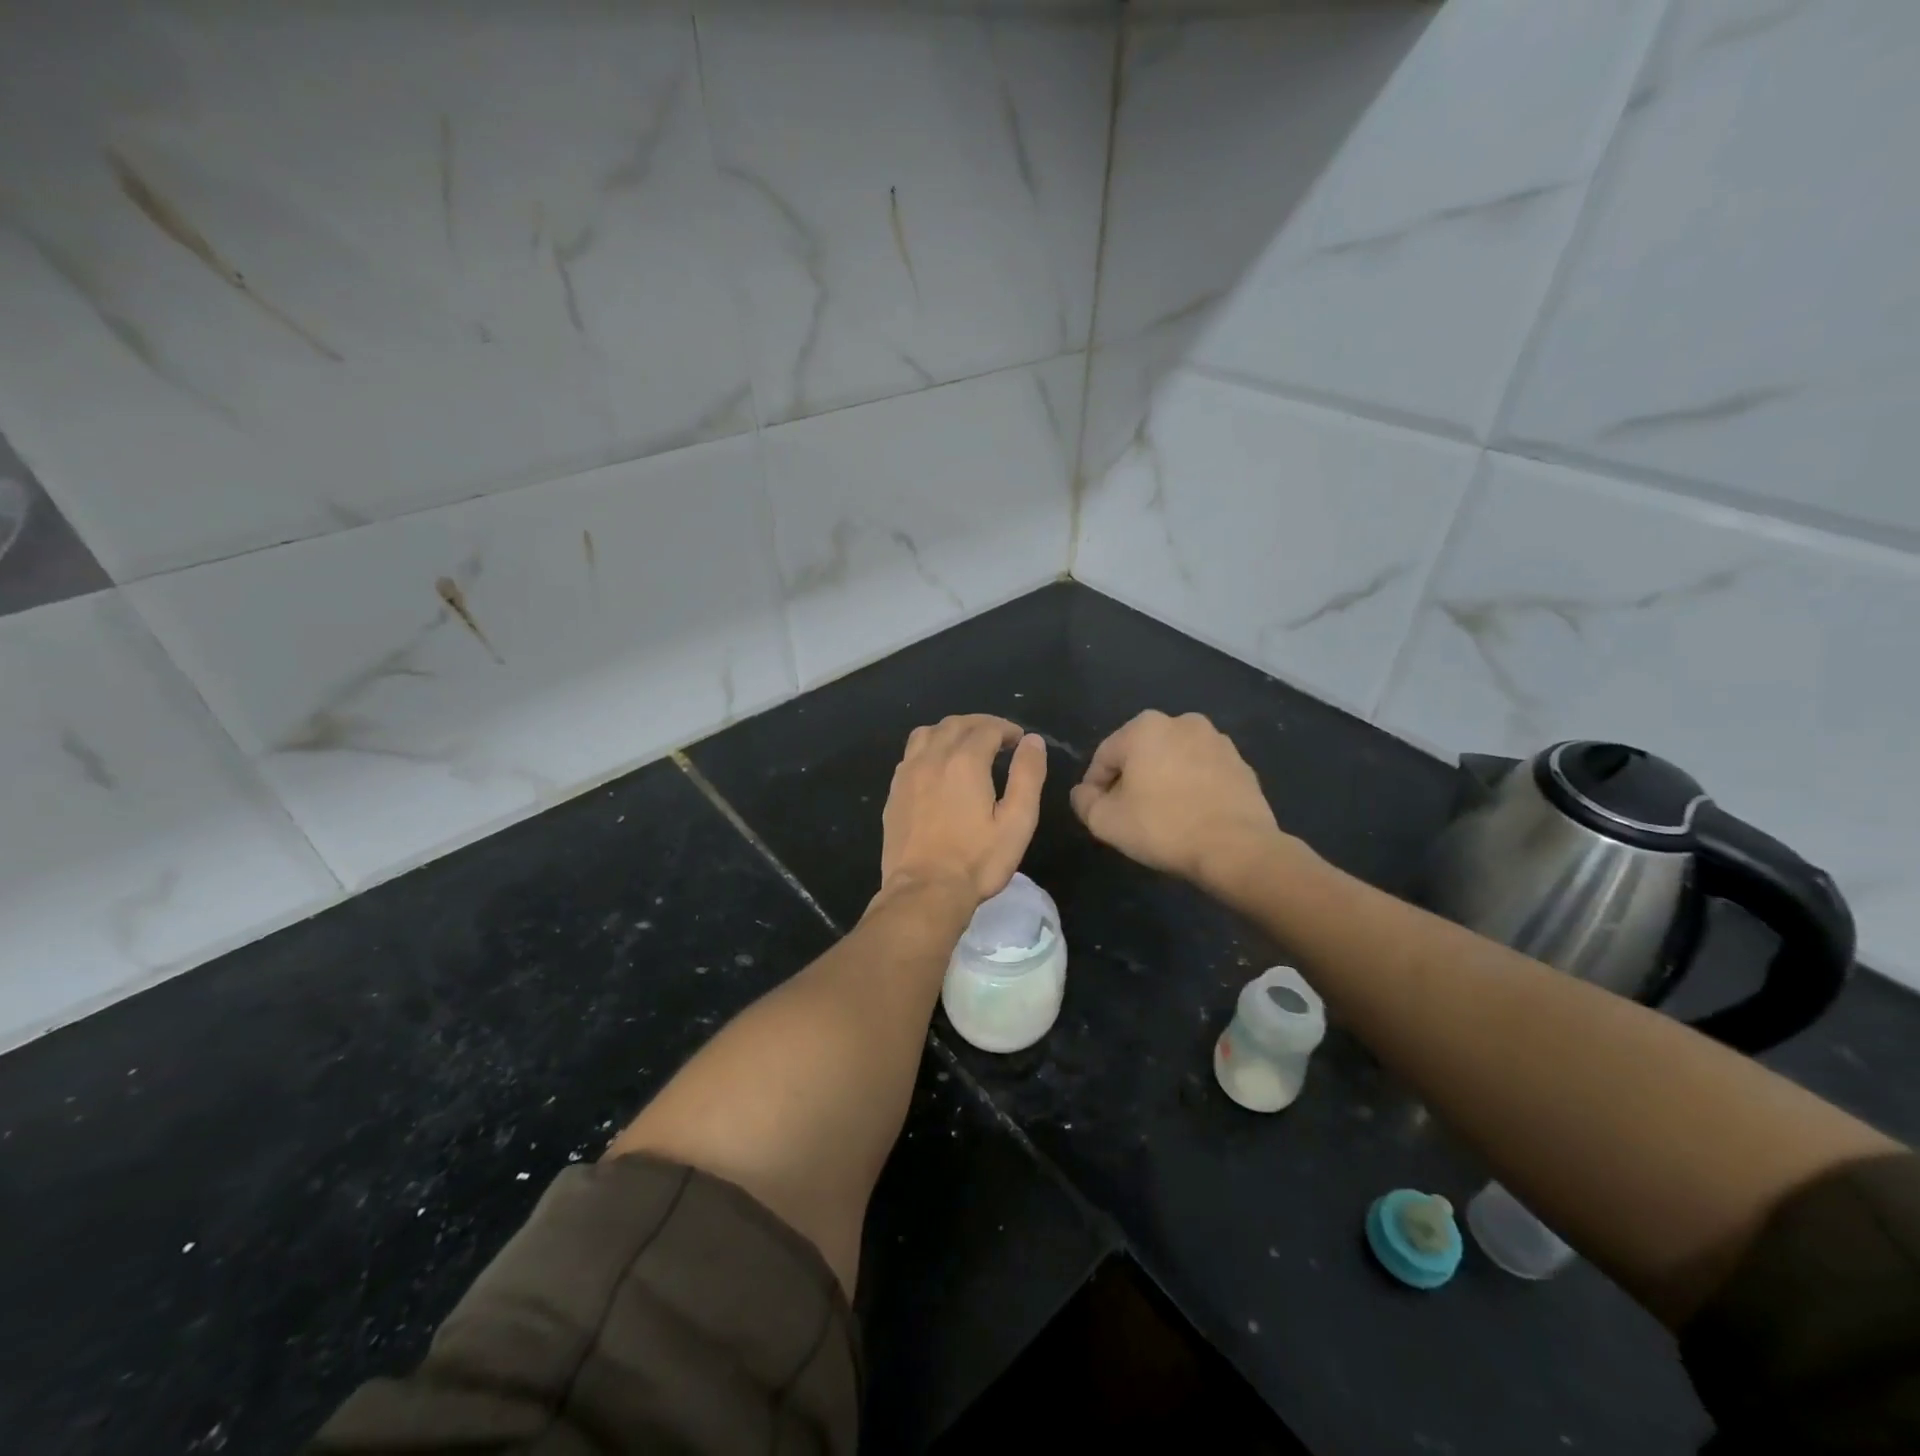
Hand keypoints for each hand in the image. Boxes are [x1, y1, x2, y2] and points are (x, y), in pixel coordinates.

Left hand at [878, 715, 1046, 906]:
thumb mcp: (1017, 821)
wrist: (924, 891)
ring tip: (967, 744)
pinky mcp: (894, 791)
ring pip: (928, 733)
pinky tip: (938, 766)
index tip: (1019, 740)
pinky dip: (929, 747)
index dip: (1007, 729)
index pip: (988, 729)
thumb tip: (1032, 741)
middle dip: (980, 724)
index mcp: (965, 761)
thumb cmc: (977, 860)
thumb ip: (1027, 776)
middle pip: (956, 724)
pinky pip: (911, 754)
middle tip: (998, 737)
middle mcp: (933, 758)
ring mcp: (908, 773)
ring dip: (951, 730)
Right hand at [1070, 711, 1288, 888]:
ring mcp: (1218, 741)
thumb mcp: (1105, 821)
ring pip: (1174, 761)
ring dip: (1163, 781)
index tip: (1097, 811)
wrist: (1236, 848)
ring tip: (1162, 817)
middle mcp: (1182, 722)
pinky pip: (1203, 774)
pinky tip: (1191, 817)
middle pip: (1141, 754)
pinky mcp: (1242, 765)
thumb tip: (1084, 792)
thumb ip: (1084, 801)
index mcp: (1145, 727)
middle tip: (1128, 814)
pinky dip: (1192, 788)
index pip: (1105, 756)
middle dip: (1131, 780)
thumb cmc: (1162, 827)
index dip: (1095, 786)